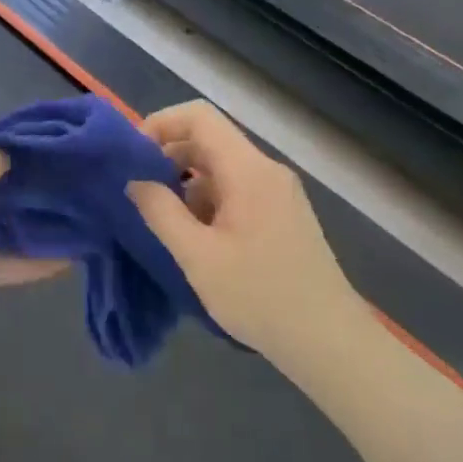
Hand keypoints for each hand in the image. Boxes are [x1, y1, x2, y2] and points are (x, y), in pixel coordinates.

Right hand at [126, 100, 359, 353]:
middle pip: (209, 141)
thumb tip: (134, 181)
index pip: (199, 117)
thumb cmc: (260, 297)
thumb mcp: (198, 256)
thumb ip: (161, 212)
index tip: (132, 156)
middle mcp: (266, 172)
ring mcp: (278, 194)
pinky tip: (194, 240)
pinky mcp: (282, 216)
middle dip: (167, 158)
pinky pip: (236, 192)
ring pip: (220, 170)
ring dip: (186, 186)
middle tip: (137, 193)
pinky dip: (207, 203)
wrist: (330, 343)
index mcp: (248, 171)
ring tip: (162, 223)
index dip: (160, 124)